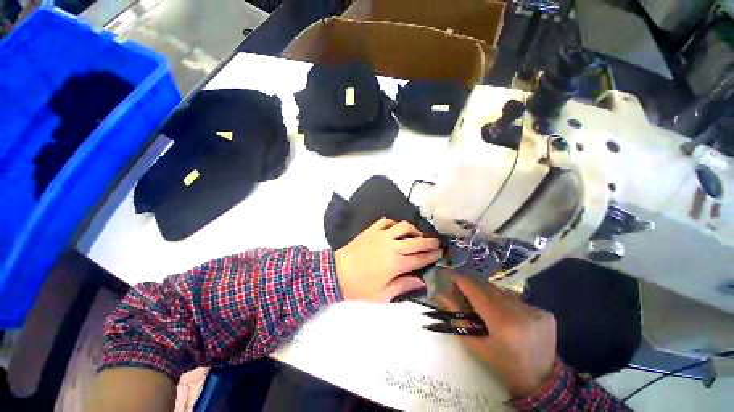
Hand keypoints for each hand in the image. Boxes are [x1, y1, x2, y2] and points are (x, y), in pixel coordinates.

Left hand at [334, 218, 442, 301]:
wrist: (336, 273)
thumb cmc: (360, 287)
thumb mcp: (382, 295)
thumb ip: (403, 286)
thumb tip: (421, 281)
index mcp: (396, 264)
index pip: (420, 258)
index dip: (432, 255)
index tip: (440, 253)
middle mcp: (392, 246)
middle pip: (416, 241)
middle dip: (429, 241)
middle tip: (437, 242)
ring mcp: (381, 235)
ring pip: (403, 226)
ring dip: (413, 229)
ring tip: (417, 235)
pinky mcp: (371, 230)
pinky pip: (386, 221)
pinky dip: (394, 223)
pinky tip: (396, 229)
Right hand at [453, 277, 556, 397]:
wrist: (541, 381)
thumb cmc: (504, 366)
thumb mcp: (476, 346)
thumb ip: (458, 320)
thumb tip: (443, 297)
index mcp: (503, 324)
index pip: (477, 293)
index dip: (463, 282)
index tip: (452, 275)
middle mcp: (521, 313)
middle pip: (490, 289)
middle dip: (475, 286)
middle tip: (464, 288)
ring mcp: (535, 311)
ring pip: (503, 293)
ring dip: (490, 295)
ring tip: (484, 304)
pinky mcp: (544, 312)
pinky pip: (517, 300)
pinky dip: (506, 303)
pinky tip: (505, 314)